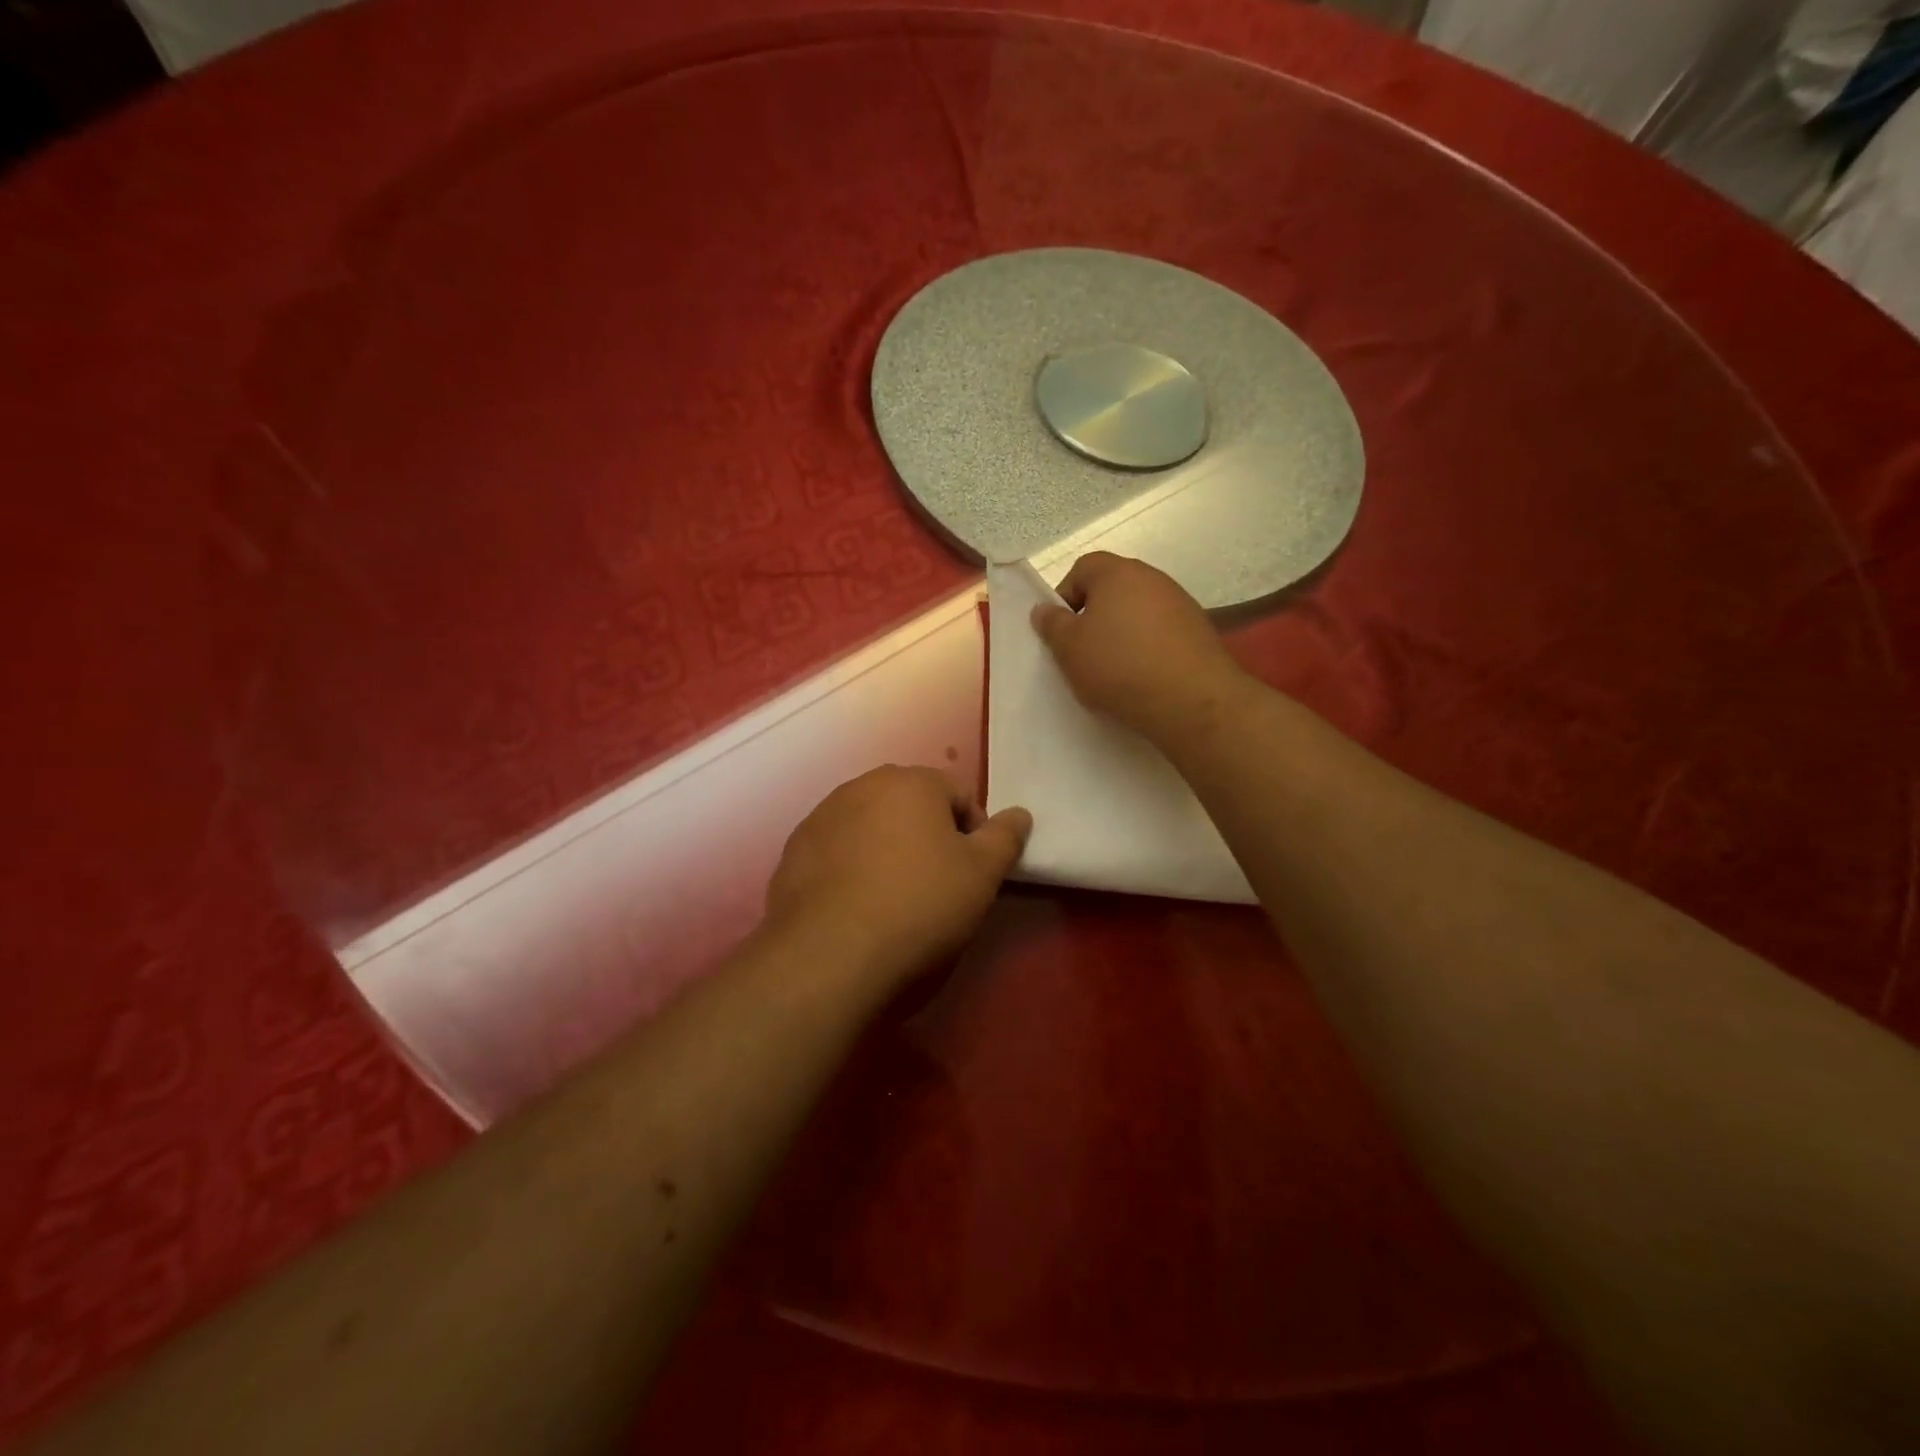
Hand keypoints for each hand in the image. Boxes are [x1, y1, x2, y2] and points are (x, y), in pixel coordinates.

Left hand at [766, 767, 1031, 984]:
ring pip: (871, 826)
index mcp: (910, 782)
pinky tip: (856, 908)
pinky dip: (851, 869)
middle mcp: (861, 786)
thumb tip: (1020, 813)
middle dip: (929, 837)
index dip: (975, 834)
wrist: (829, 956)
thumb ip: (1005, 837)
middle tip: (936, 886)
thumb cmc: (918, 906)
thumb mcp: (981, 875)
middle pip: (911, 806)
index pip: (959, 795)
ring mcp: (820, 817)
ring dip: (887, 850)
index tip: (972, 875)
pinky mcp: (793, 852)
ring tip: (893, 899)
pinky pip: (837, 852)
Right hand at [1031, 552, 1246, 742]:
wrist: (1191, 700)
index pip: (1082, 568)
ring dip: (1122, 633)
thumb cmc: (1119, 667)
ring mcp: (1180, 603)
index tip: (1061, 630)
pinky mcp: (1199, 630)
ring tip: (1114, 669)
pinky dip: (1148, 648)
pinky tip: (1143, 677)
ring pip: (1138, 612)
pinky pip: (1161, 632)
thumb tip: (1044, 608)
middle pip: (1112, 589)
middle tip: (1084, 651)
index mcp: (1117, 573)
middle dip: (1094, 616)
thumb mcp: (1070, 649)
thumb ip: (1052, 625)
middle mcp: (1152, 578)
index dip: (1065, 596)